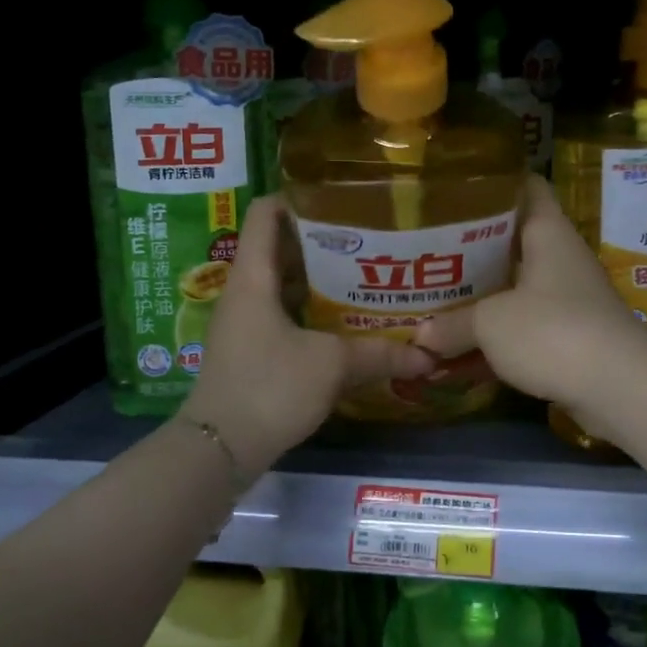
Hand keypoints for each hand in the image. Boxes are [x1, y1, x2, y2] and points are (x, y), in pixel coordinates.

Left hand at [179, 196, 433, 470]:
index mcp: (254, 276)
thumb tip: (428, 356)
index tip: (343, 198)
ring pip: (286, 284)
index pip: (265, 212)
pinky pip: (286, 314)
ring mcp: (246, 322)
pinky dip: (314, 311)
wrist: (219, 450)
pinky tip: (348, 322)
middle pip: (281, 246)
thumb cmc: (268, 388)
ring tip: (367, 275)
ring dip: (321, 279)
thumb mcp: (330, 366)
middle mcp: (246, 291)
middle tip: (371, 238)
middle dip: (324, 240)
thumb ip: (380, 354)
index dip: (299, 196)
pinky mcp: (252, 350)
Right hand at [415, 176, 646, 421]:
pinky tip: (455, 359)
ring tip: (431, 306)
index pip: (526, 186)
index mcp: (547, 233)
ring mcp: (565, 302)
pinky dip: (491, 343)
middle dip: (469, 252)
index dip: (493, 183)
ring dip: (477, 304)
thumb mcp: (490, 323)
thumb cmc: (552, 330)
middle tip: (427, 253)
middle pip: (510, 244)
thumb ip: (452, 324)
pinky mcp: (566, 340)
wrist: (619, 387)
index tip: (454, 189)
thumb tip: (422, 334)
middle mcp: (558, 260)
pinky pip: (519, 332)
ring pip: (511, 293)